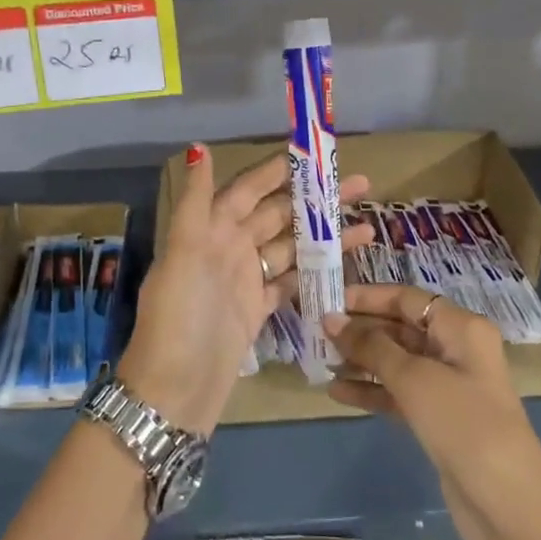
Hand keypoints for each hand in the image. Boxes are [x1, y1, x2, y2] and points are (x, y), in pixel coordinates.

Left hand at [120, 144, 371, 435]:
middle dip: (315, 199)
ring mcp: (244, 280)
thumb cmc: (179, 317)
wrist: (174, 392)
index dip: (278, 170)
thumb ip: (195, 202)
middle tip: (361, 185)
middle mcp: (228, 248)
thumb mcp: (183, 255)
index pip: (248, 188)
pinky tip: (345, 263)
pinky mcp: (257, 310)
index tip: (315, 153)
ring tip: (366, 224)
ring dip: (324, 235)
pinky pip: (291, 281)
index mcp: (210, 229)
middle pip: (277, 214)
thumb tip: (197, 147)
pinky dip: (315, 271)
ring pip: (290, 247)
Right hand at [325, 285, 540, 539]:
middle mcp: (456, 349)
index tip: (328, 299)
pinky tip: (337, 392)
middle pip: (400, 327)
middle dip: (360, 329)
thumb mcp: (415, 379)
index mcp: (461, 327)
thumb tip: (331, 320)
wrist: (507, 507)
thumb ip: (371, 347)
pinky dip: (371, 391)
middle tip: (316, 331)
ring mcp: (448, 385)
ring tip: (320, 359)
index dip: (368, 297)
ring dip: (361, 360)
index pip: (407, 298)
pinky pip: (398, 393)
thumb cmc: (464, 425)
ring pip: (396, 361)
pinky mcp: (438, 418)